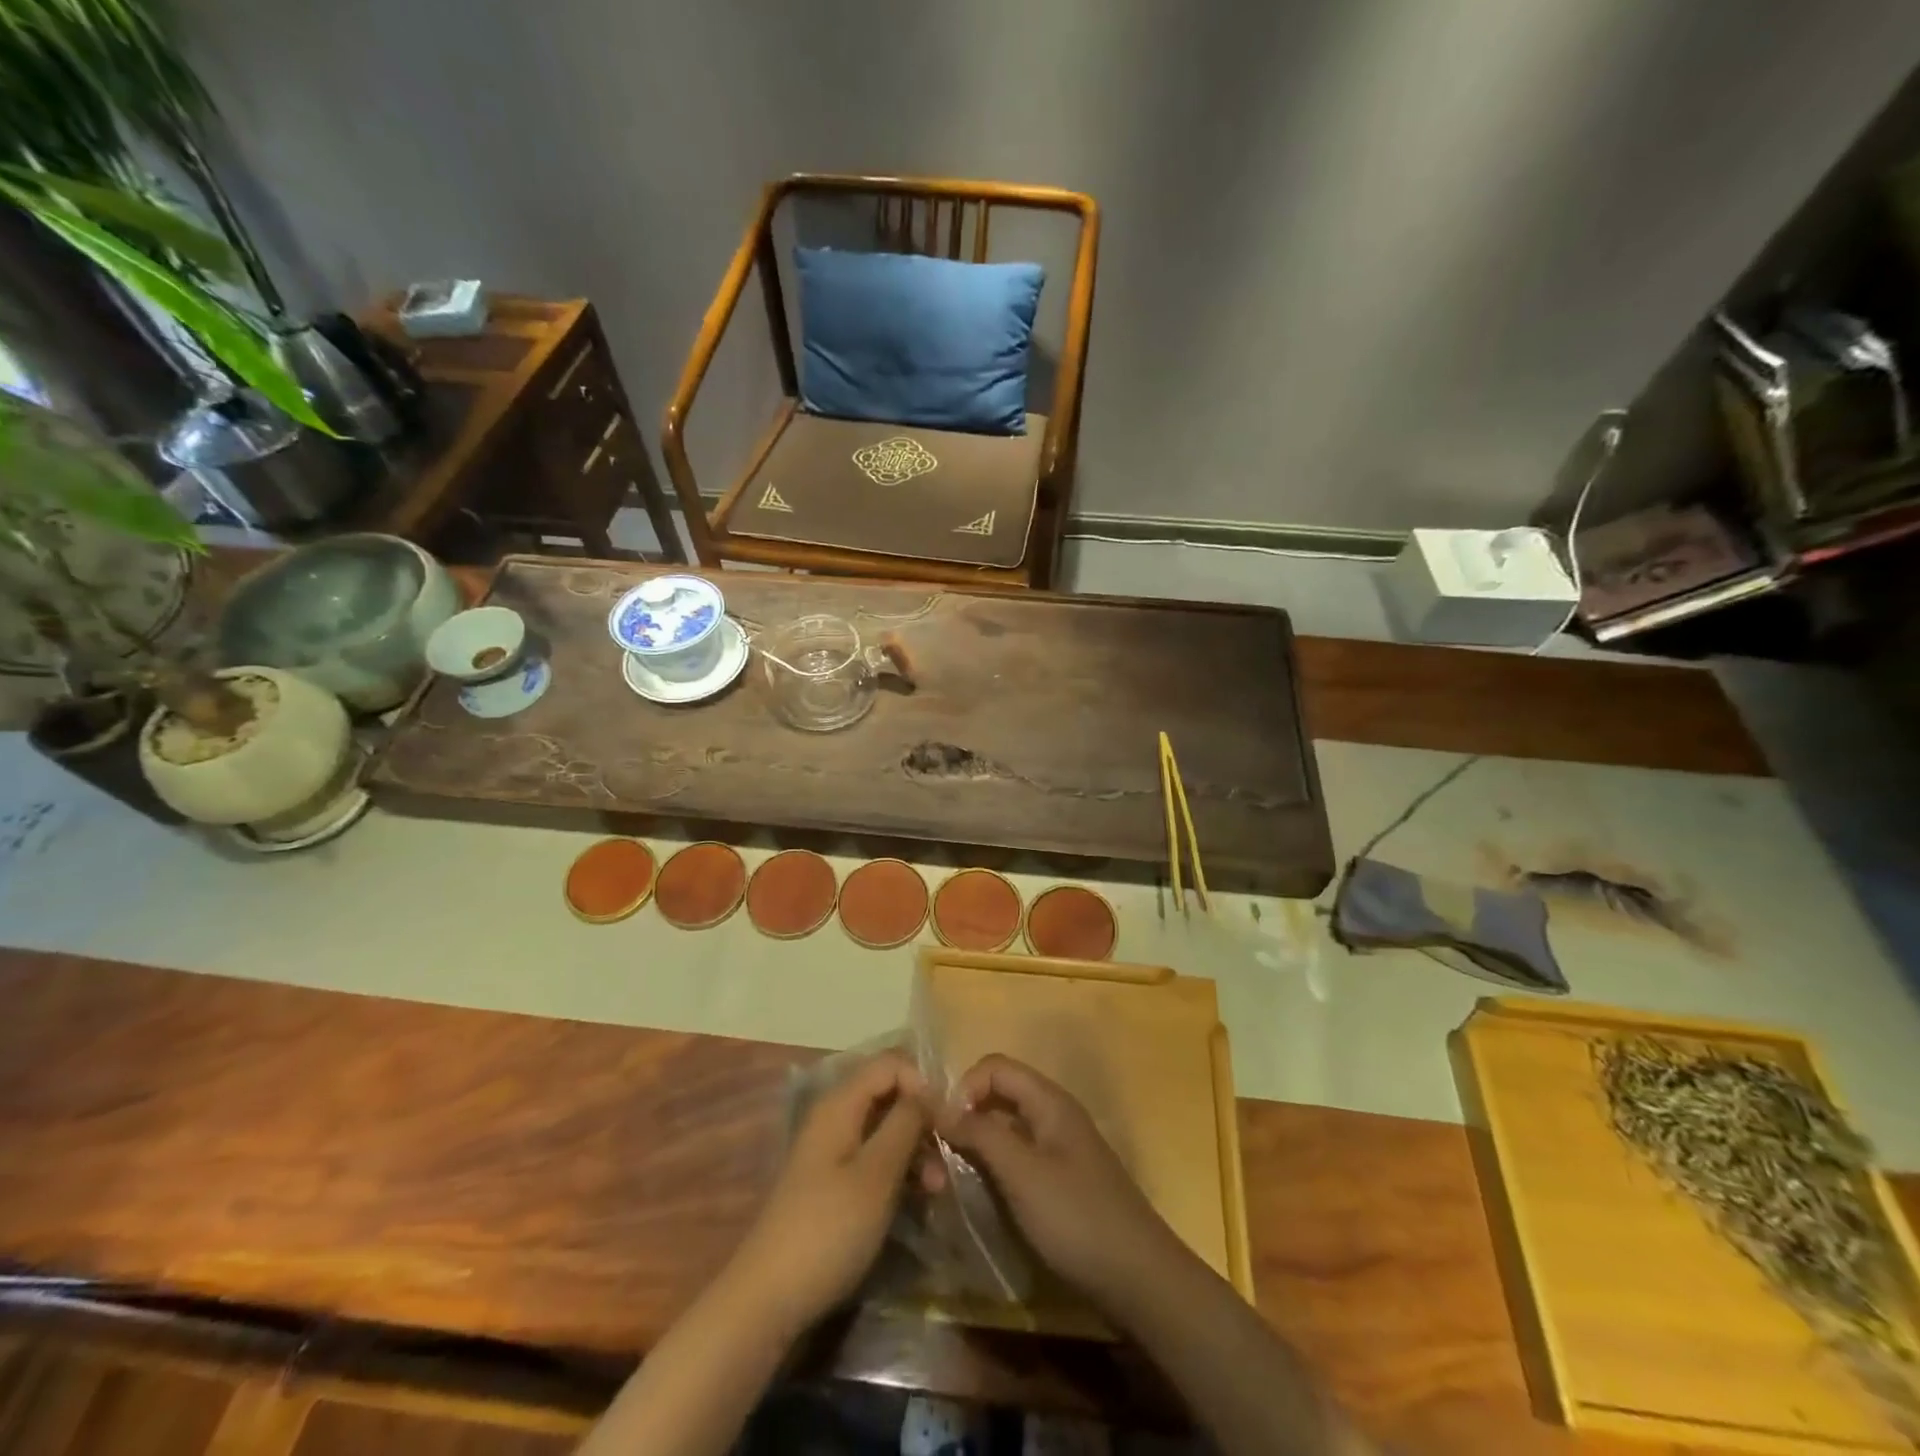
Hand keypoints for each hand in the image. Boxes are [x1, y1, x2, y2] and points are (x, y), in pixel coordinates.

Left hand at [726, 1051, 928, 1335]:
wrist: (768, 1299)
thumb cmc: (828, 1229)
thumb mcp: (877, 1174)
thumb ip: (905, 1122)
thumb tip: (929, 1089)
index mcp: (840, 1103)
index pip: (890, 1063)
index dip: (921, 1082)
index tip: (945, 1119)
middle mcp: (835, 1116)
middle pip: (888, 1094)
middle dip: (922, 1120)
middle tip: (948, 1157)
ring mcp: (832, 1150)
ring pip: (884, 1128)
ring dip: (915, 1150)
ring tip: (937, 1189)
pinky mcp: (833, 1182)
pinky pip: (874, 1157)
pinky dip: (898, 1170)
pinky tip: (918, 1199)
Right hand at [942, 1054, 1187, 1313]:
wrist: (1139, 1280)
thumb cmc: (1077, 1218)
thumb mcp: (1022, 1174)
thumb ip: (980, 1134)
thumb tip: (939, 1106)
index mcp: (1049, 1101)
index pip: (995, 1067)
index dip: (965, 1087)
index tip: (943, 1127)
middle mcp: (1054, 1114)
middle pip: (1001, 1093)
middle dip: (968, 1113)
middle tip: (941, 1152)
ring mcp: (1060, 1147)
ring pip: (1008, 1126)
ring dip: (979, 1141)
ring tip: (954, 1174)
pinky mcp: (1061, 1179)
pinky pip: (1019, 1155)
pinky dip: (997, 1164)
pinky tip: (984, 1192)